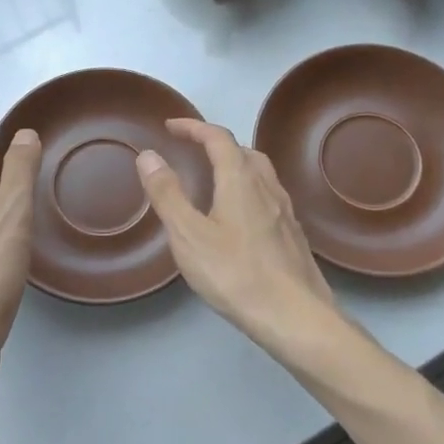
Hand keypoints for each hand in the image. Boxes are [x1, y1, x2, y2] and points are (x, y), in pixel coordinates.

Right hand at [135, 119, 340, 350]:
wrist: (295, 316)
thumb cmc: (236, 274)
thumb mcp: (188, 235)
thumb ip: (167, 193)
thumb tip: (148, 155)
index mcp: (240, 180)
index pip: (217, 138)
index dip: (193, 127)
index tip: (171, 126)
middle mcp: (267, 187)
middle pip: (243, 151)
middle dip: (215, 144)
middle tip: (192, 151)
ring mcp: (285, 211)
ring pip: (260, 174)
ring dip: (236, 165)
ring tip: (215, 178)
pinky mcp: (292, 235)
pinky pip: (268, 197)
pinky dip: (248, 190)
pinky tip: (240, 217)